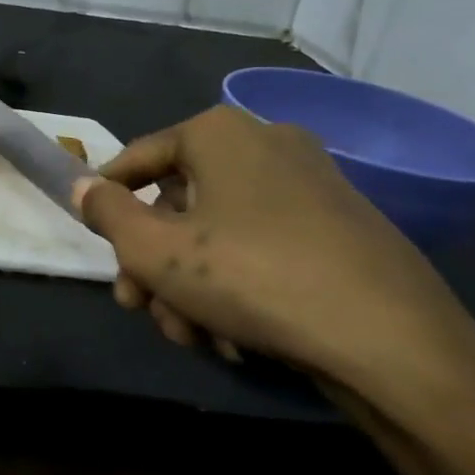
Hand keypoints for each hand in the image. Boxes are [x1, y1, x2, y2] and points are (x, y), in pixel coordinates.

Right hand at [76, 105, 474, 429]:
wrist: (392, 340)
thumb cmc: (251, 277)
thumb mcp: (154, 249)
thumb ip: (107, 212)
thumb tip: (83, 186)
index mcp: (220, 134)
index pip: (139, 157)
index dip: (108, 198)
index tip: (93, 240)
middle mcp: (266, 144)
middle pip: (180, 203)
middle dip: (152, 262)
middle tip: (137, 307)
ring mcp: (310, 185)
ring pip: (219, 233)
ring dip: (190, 286)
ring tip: (190, 337)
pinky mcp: (340, 228)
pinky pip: (263, 248)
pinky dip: (236, 287)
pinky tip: (233, 337)